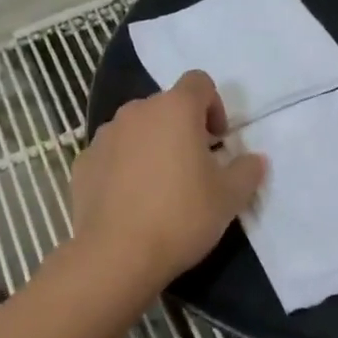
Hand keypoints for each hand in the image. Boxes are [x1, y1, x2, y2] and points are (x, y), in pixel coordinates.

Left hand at [71, 70, 266, 288]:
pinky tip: (131, 201)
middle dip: (182, 128)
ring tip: (160, 186)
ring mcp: (104, 136)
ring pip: (136, 129)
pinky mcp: (82, 163)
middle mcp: (136, 112)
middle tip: (194, 167)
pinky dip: (124, 167)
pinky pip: (112, 155)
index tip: (218, 140)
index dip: (214, 105)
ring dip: (152, 145)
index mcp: (175, 109)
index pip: (199, 82)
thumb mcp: (230, 197)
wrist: (116, 256)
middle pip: (166, 106)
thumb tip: (255, 159)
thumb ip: (247, 170)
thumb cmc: (181, 216)